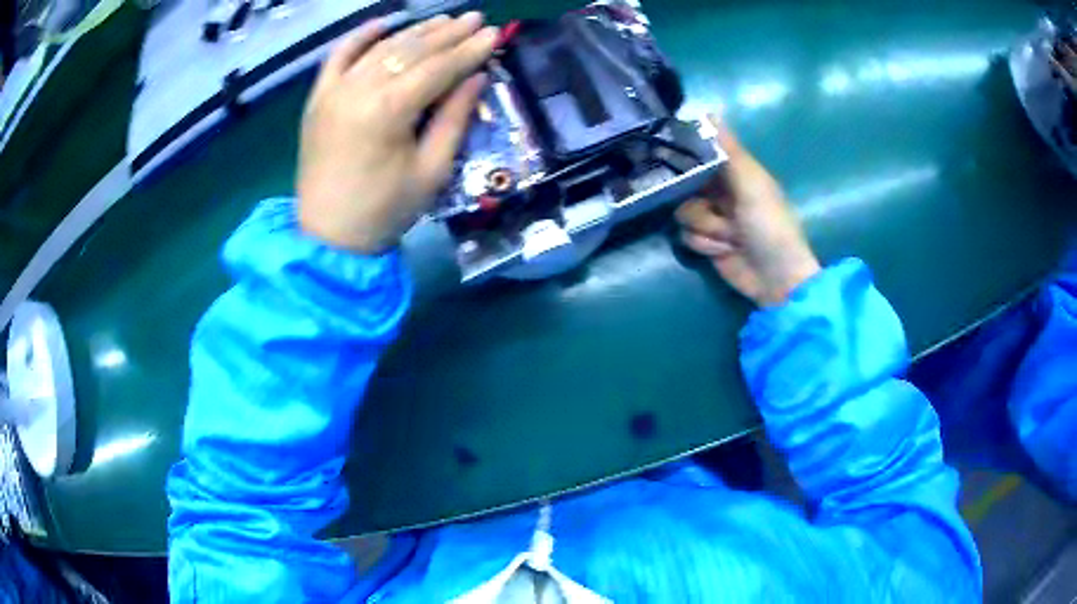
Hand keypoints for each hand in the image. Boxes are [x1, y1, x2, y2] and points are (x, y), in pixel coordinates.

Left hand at [297, 14, 497, 253]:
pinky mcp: (317, 98)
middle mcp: (359, 90)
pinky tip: (383, 22)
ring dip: (414, 31)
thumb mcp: (432, 170)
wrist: (329, 236)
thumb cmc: (386, 210)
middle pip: (410, 51)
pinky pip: (337, 56)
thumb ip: (454, 117)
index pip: (438, 68)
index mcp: (389, 111)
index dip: (468, 50)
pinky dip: (359, 36)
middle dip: (446, 34)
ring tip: (443, 20)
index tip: (492, 33)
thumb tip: (476, 77)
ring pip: (380, 48)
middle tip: (474, 19)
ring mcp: (333, 91)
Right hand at [675, 115, 819, 305]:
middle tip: (707, 205)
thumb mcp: (752, 184)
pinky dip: (704, 244)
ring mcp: (712, 218)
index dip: (686, 153)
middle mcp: (720, 191)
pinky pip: (685, 235)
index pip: (701, 152)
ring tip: (729, 237)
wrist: (775, 279)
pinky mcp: (705, 242)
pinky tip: (724, 251)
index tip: (671, 155)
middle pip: (684, 183)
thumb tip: (708, 112)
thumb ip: (730, 151)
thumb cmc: (770, 226)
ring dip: (705, 226)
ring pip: (682, 211)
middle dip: (697, 199)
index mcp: (736, 172)